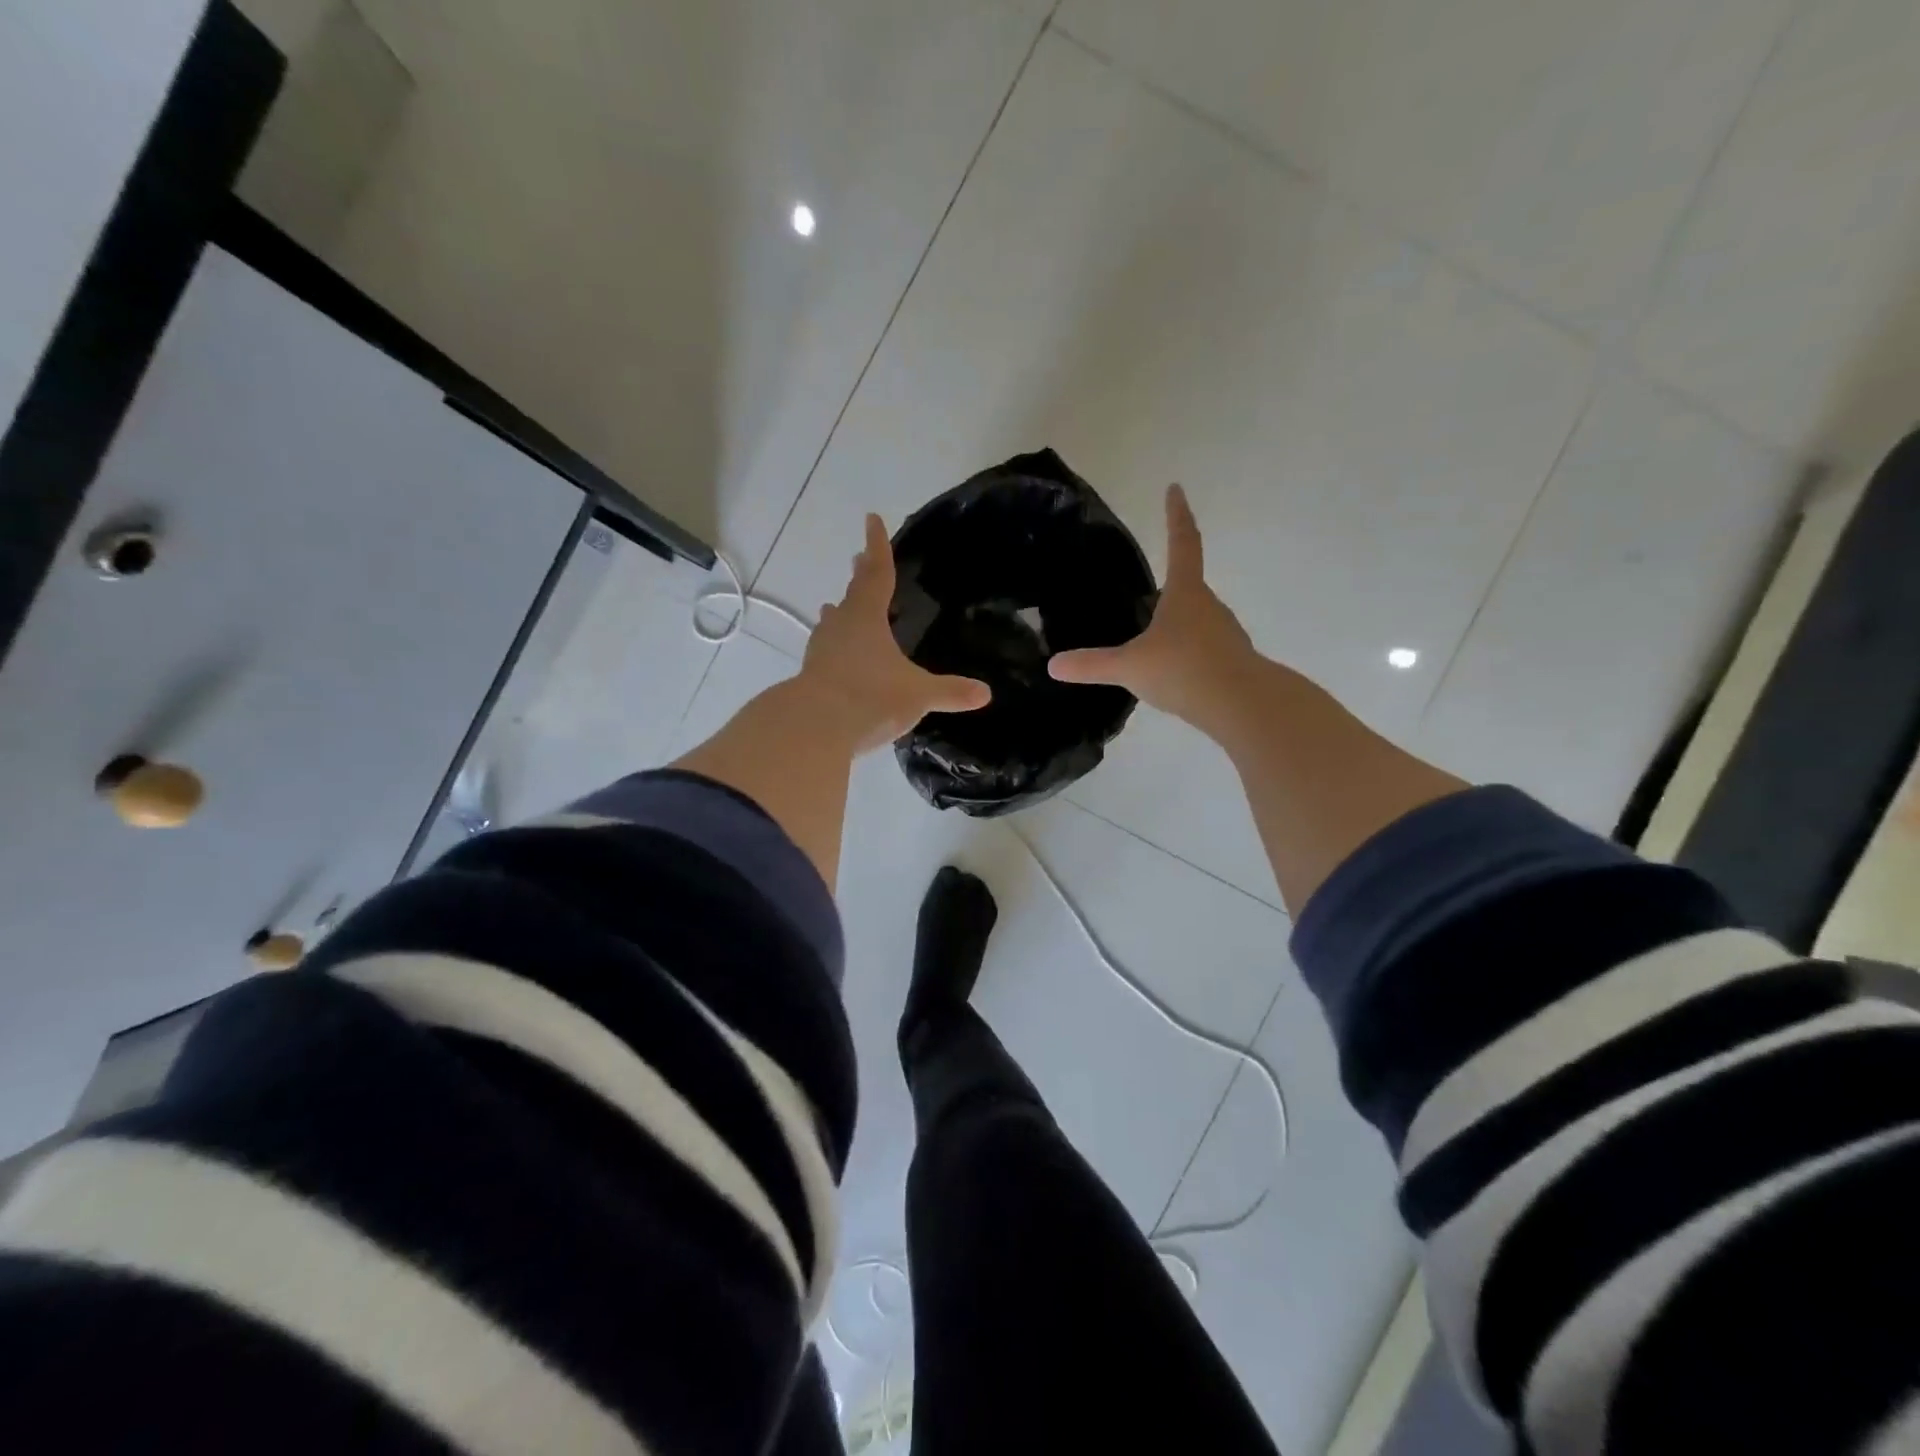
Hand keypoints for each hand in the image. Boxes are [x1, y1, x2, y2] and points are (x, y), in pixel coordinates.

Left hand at [801, 514, 991, 752]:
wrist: (814, 727)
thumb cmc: (871, 697)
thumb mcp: (918, 695)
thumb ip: (951, 692)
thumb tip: (986, 693)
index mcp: (867, 617)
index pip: (878, 574)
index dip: (878, 546)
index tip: (871, 518)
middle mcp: (841, 626)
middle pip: (853, 593)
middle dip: (860, 575)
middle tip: (859, 558)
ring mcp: (822, 650)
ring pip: (833, 621)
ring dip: (840, 611)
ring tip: (837, 606)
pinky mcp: (811, 674)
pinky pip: (826, 651)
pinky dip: (835, 646)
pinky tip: (836, 657)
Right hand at [1049, 484, 1258, 734]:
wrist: (1243, 706)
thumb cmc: (1184, 670)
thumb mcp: (1130, 667)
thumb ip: (1092, 665)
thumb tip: (1053, 665)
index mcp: (1185, 593)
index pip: (1182, 543)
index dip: (1176, 515)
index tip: (1175, 488)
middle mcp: (1208, 606)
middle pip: (1188, 586)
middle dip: (1169, 586)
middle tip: (1147, 593)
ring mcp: (1224, 633)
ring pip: (1196, 620)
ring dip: (1177, 623)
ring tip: (1153, 640)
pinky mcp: (1230, 661)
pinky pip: (1203, 648)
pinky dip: (1187, 652)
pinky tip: (1172, 672)